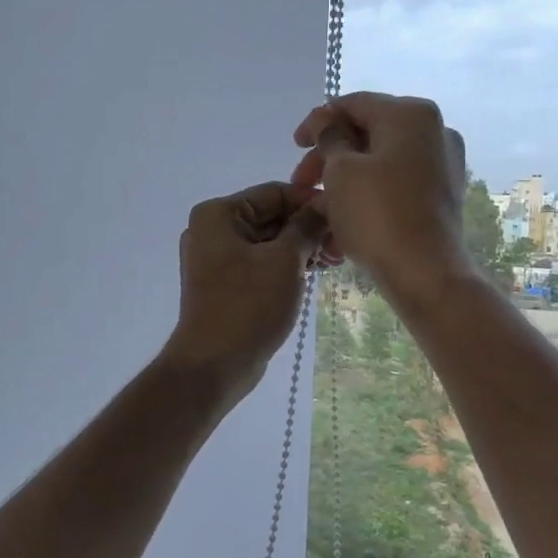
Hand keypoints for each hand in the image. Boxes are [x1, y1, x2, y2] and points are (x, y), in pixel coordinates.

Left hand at [159, 181, 326, 400]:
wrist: (214, 365)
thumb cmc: (248, 305)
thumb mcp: (285, 260)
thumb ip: (307, 226)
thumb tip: (327, 203)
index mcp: (218, 214)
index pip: (274, 192)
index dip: (311, 202)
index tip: (345, 216)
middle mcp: (212, 231)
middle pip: (271, 216)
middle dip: (308, 228)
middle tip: (344, 245)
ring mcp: (216, 260)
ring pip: (268, 242)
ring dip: (301, 248)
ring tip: (335, 261)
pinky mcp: (225, 285)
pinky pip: (261, 264)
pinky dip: (286, 266)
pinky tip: (314, 274)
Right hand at [290, 92, 472, 310]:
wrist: (425, 273)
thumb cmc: (378, 215)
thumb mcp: (341, 172)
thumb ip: (330, 138)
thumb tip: (329, 122)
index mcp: (411, 114)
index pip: (354, 104)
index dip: (317, 121)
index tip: (294, 146)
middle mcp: (434, 131)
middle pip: (368, 133)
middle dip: (329, 156)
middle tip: (300, 183)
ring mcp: (442, 164)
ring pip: (380, 162)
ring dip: (343, 179)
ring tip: (316, 207)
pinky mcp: (441, 195)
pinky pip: (395, 184)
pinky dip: (367, 194)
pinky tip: (342, 219)